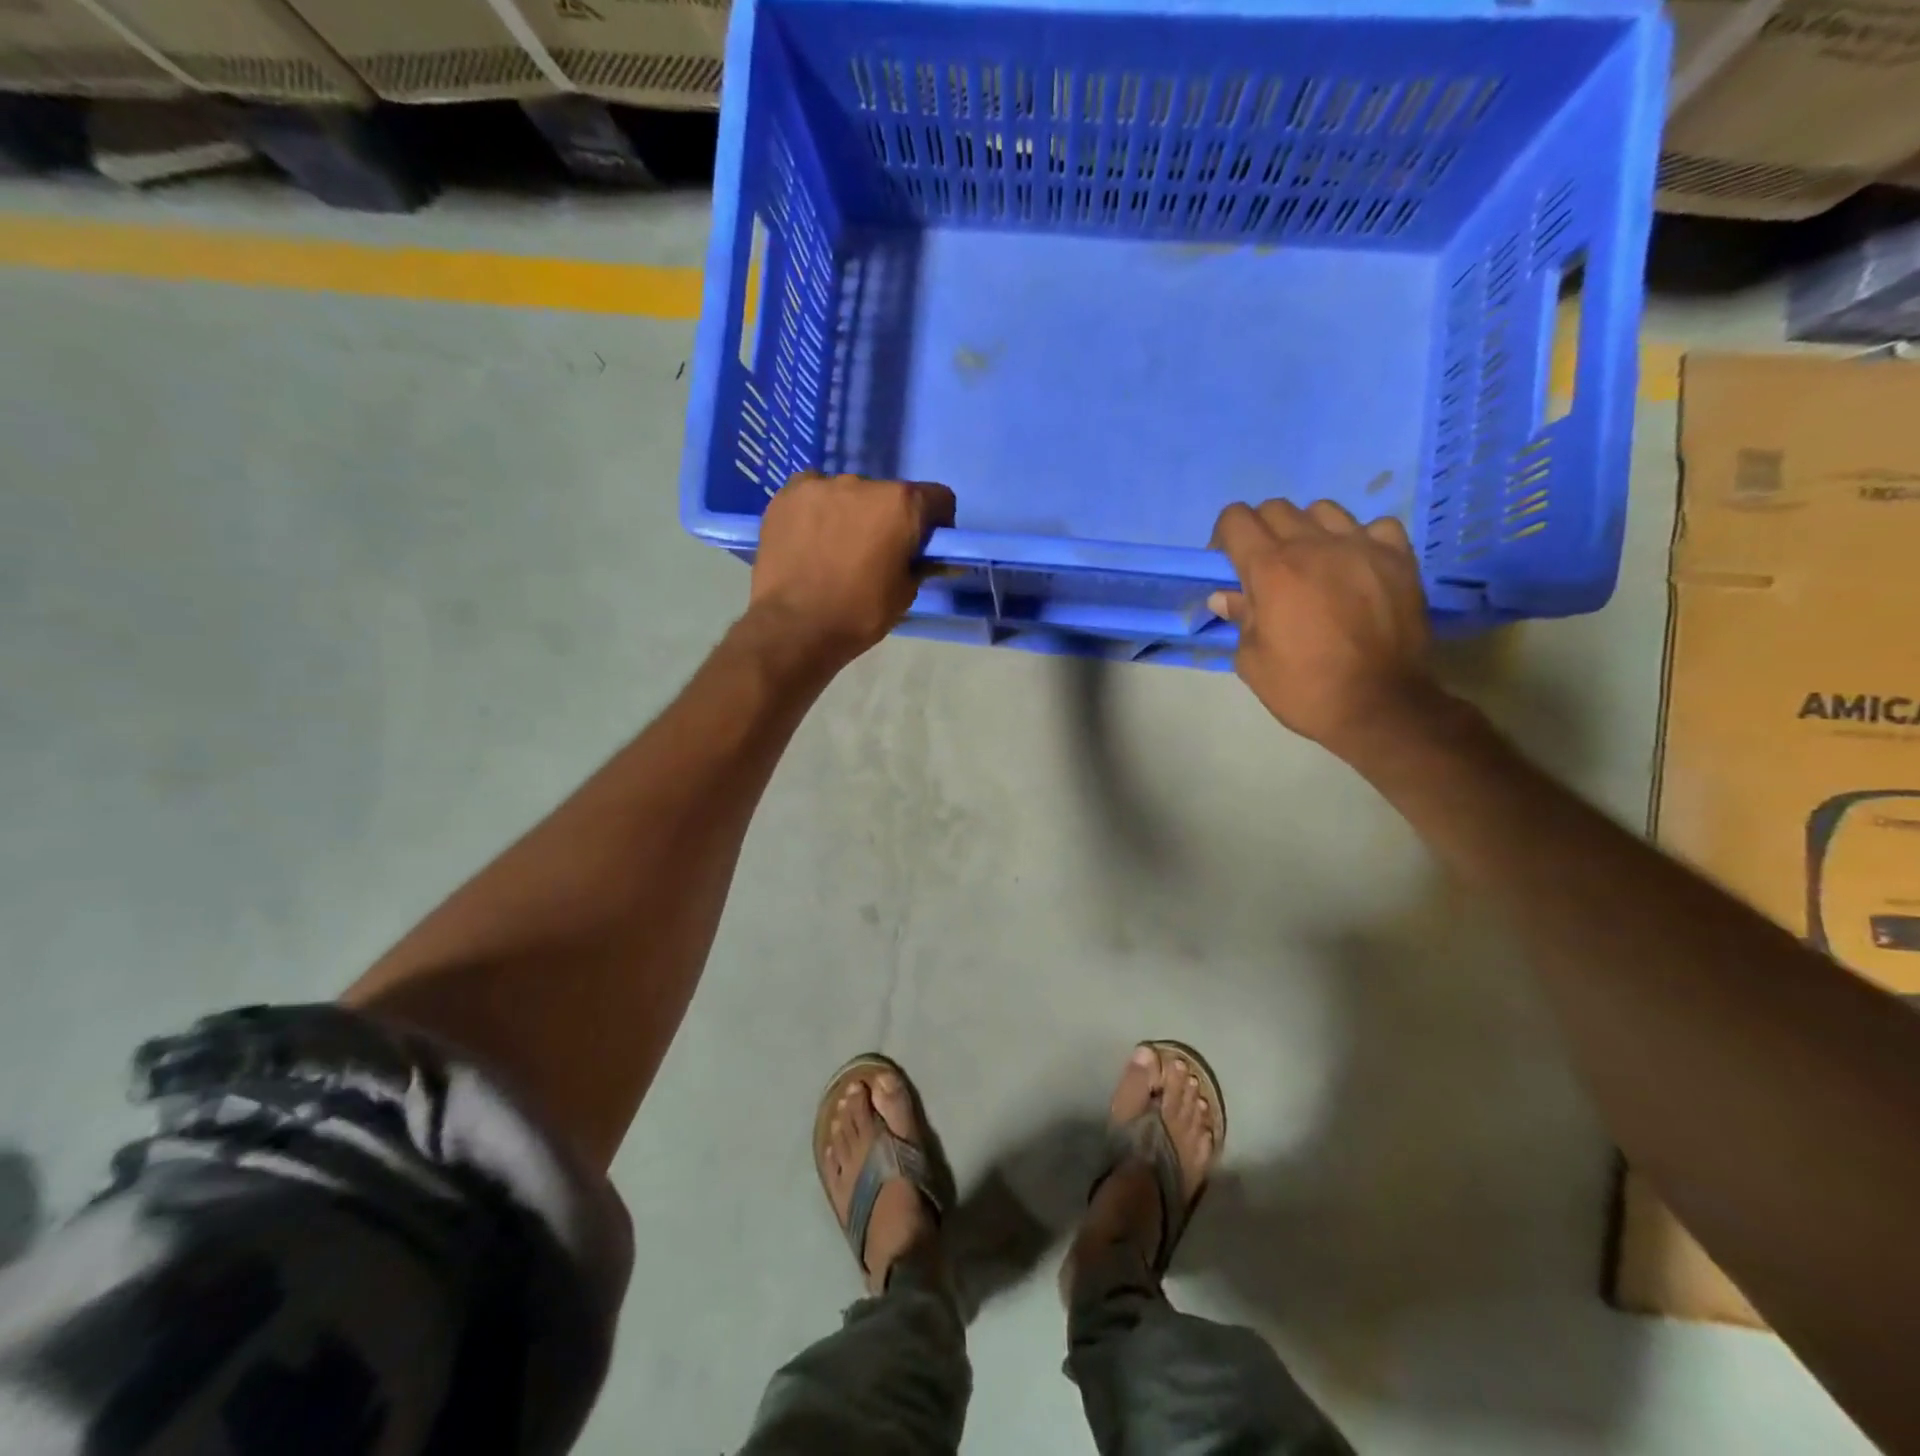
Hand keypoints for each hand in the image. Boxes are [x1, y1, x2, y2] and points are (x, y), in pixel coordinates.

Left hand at [748, 472, 955, 667]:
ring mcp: (821, 485)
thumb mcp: (905, 594)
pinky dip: (818, 511)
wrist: (794, 627)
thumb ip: (921, 565)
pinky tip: (810, 538)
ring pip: (849, 494)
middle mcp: (863, 483)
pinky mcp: (786, 495)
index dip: (937, 523)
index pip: (937, 498)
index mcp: (901, 504)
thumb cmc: (859, 613)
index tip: (924, 547)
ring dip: (852, 514)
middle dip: (889, 519)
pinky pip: (814, 495)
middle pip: (889, 495)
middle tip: (877, 553)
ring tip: (837, 550)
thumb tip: (927, 558)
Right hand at [1208, 499, 1435, 757]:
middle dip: (1261, 532)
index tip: (1227, 564)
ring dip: (1308, 531)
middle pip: (1275, 509)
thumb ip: (1240, 617)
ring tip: (1313, 564)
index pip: (1235, 519)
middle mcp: (1313, 545)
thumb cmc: (1303, 688)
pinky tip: (1357, 567)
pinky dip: (1360, 540)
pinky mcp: (1398, 558)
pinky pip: (1374, 527)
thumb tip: (1226, 596)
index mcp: (1270, 569)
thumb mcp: (1252, 660)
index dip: (1224, 537)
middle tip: (1266, 569)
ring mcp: (1361, 546)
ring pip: (1323, 510)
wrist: (1379, 706)